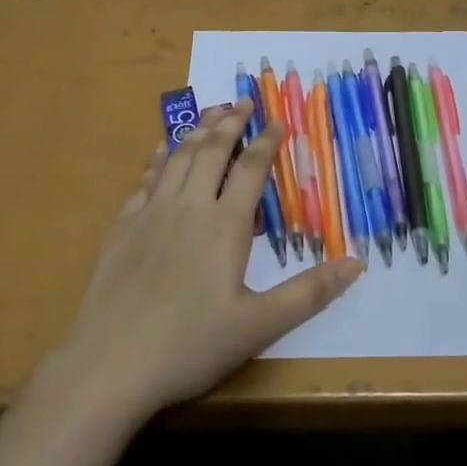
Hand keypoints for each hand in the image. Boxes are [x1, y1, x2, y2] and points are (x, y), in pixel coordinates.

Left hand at [62, 102, 363, 418]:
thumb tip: (357, 263)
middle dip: (231, 122)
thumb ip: (309, 293)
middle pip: (213, 151)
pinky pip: (145, 179)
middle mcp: (189, 207)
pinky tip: (162, 148)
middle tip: (243, 101)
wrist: (109, 364)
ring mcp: (151, 213)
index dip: (267, 141)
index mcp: (224, 225)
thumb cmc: (190, 346)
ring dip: (197, 129)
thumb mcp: (258, 326)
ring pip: (179, 157)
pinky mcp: (123, 227)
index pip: (251, 169)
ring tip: (211, 110)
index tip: (277, 119)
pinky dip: (158, 157)